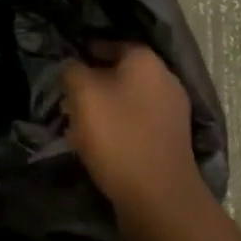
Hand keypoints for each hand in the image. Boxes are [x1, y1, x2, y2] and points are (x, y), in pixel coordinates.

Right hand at [63, 44, 210, 240]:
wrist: (158, 196)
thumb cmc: (118, 136)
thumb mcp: (83, 95)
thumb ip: (73, 71)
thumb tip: (73, 66)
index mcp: (147, 62)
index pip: (115, 43)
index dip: (89, 51)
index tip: (68, 65)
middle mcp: (166, 81)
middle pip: (122, 73)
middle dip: (94, 83)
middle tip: (68, 98)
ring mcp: (172, 113)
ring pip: (129, 100)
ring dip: (104, 108)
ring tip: (77, 124)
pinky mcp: (170, 141)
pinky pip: (137, 123)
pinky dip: (118, 127)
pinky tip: (98, 144)